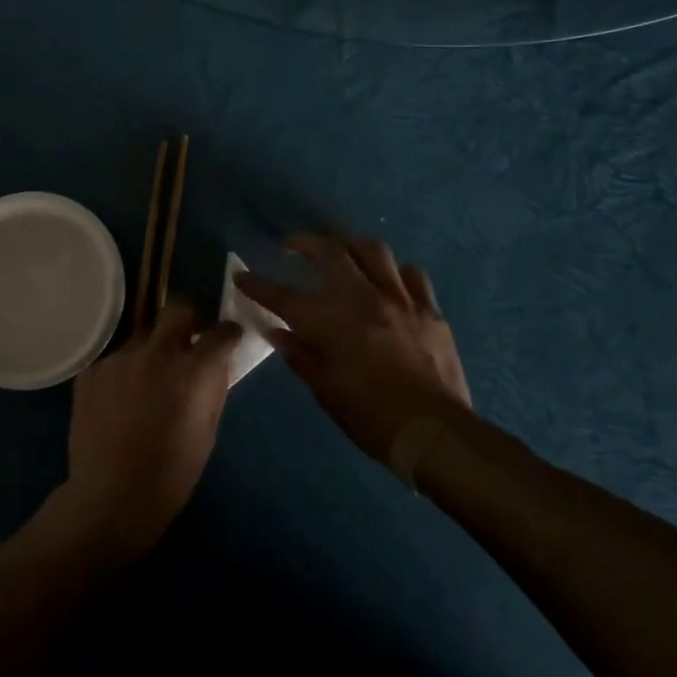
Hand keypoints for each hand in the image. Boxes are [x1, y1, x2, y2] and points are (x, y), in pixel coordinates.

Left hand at [53, 303, 241, 565]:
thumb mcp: (207, 433)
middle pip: (177, 310)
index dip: (228, 332)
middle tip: (189, 340)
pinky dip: (124, 372)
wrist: (110, 498)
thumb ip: (213, 389)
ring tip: (148, 381)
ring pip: (142, 337)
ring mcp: (118, 359)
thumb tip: (217, 364)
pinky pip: (115, 360)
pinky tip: (120, 401)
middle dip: (189, 319)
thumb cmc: (170, 474)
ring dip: (152, 350)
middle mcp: (155, 354)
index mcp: (191, 371)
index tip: (228, 336)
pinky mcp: (91, 370)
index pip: (220, 332)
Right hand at [236, 234, 470, 463]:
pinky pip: (412, 275)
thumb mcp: (325, 392)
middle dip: (305, 243)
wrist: (434, 433)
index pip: (283, 296)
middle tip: (292, 245)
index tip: (241, 276)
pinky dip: (394, 271)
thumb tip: (277, 332)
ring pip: (373, 251)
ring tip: (341, 250)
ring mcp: (400, 299)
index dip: (258, 285)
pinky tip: (388, 279)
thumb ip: (300, 355)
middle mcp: (362, 298)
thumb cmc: (371, 417)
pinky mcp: (429, 309)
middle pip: (330, 252)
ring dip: (351, 245)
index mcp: (331, 322)